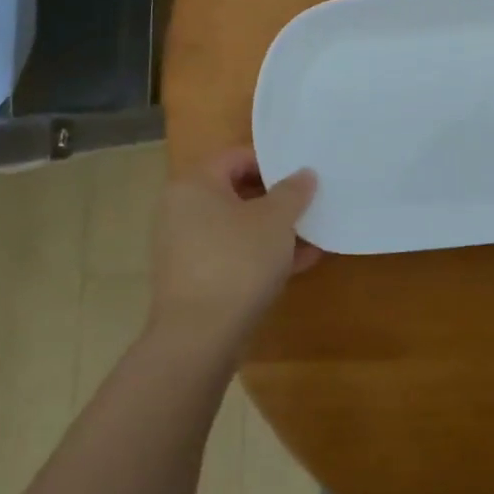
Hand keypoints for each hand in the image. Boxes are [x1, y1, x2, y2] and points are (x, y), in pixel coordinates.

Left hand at [147, 147, 319, 353]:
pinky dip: (261, 254)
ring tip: (312, 235)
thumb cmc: (238, 261)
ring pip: (237, 226)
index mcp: (195, 185)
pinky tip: (299, 263)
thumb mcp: (276, 220)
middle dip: (276, 199)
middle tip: (309, 203)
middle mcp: (181, 210)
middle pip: (236, 191)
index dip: (273, 162)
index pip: (236, 157)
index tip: (303, 175)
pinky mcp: (192, 278)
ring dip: (273, 229)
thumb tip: (304, 174)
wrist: (200, 336)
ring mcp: (184, 246)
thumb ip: (293, 191)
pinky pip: (232, 254)